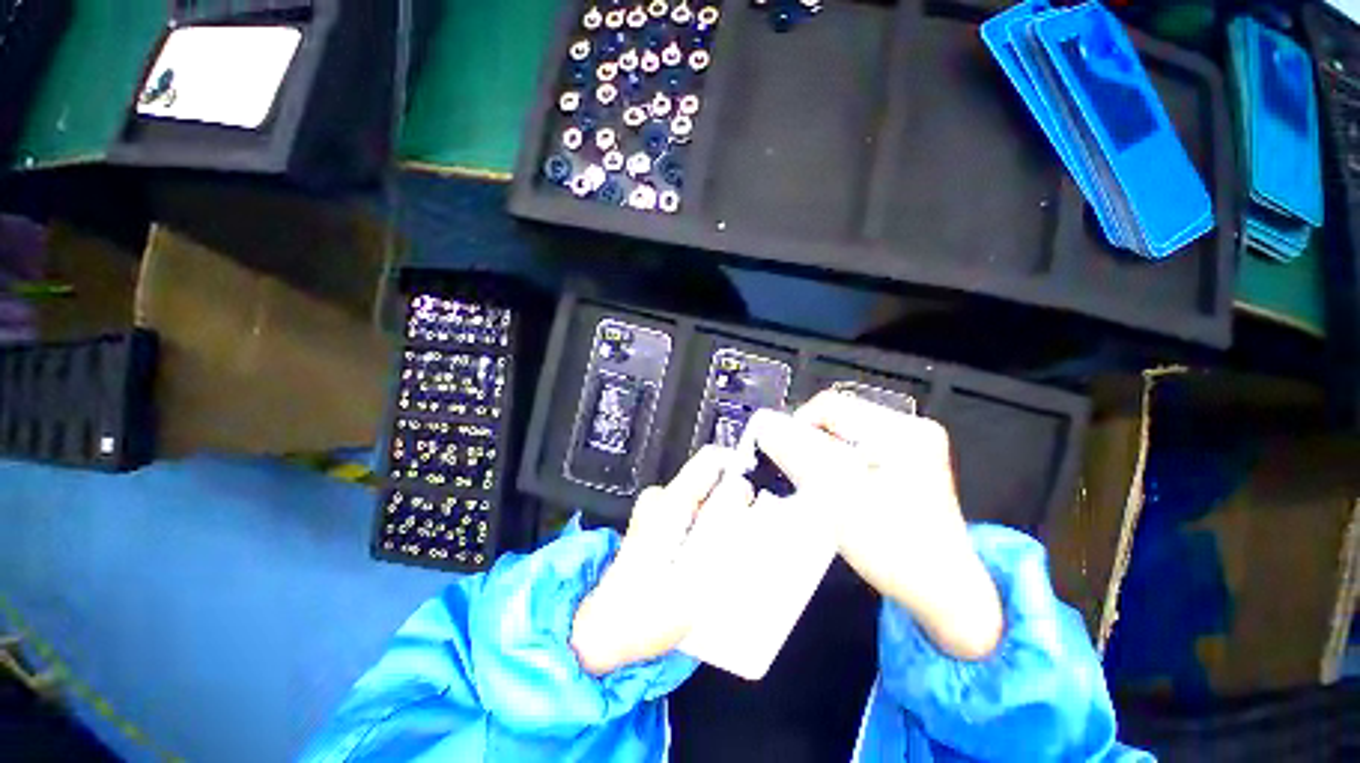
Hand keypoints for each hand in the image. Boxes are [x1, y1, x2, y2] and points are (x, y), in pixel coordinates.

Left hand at [570, 447, 754, 675]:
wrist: (607, 629)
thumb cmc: (649, 610)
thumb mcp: (696, 572)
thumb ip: (722, 525)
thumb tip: (740, 489)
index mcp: (670, 503)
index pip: (710, 459)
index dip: (738, 468)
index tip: (754, 496)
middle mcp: (660, 497)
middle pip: (709, 479)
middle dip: (731, 503)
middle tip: (737, 540)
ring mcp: (655, 508)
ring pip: (703, 496)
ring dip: (720, 518)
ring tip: (720, 554)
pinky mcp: (654, 520)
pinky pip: (692, 509)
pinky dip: (706, 526)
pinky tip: (703, 556)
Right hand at [750, 392, 1003, 659]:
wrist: (946, 596)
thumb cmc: (894, 548)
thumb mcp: (839, 497)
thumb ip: (798, 455)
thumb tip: (764, 425)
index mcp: (902, 429)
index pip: (829, 406)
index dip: (797, 429)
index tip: (788, 463)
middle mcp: (910, 428)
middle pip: (837, 419)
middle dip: (812, 446)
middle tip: (805, 480)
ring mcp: (910, 446)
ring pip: (842, 436)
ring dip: (822, 457)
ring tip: (822, 489)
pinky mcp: (905, 463)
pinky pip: (855, 451)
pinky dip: (837, 466)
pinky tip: (839, 491)